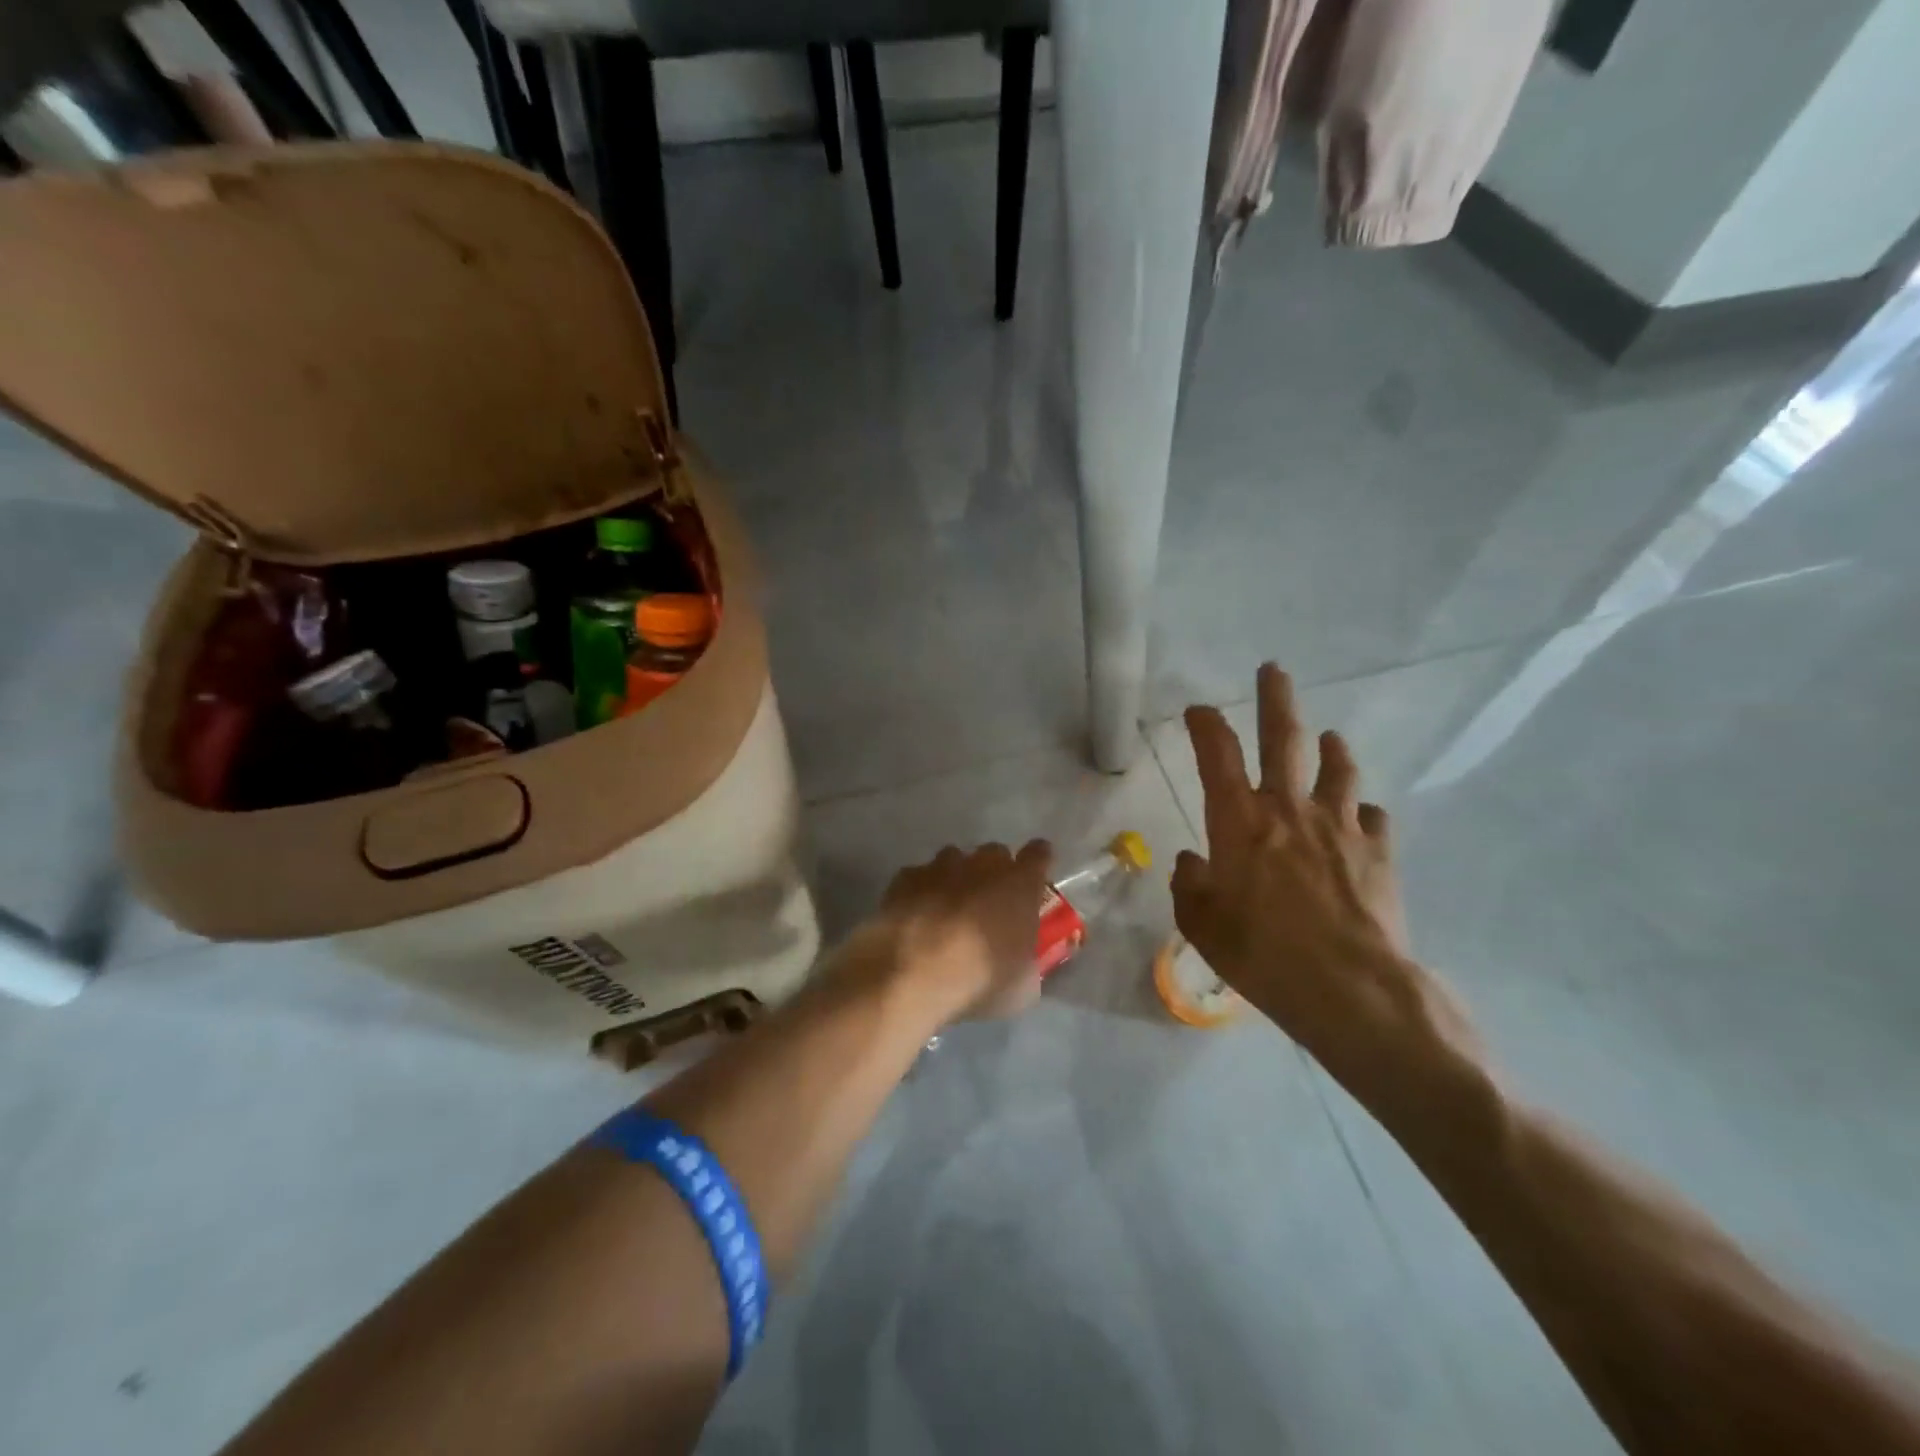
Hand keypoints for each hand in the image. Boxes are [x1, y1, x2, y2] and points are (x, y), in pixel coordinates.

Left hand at [870, 841, 1053, 1022]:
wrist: (910, 973)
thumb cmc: (978, 978)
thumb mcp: (1022, 985)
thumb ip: (1028, 960)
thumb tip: (1024, 960)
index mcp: (1019, 884)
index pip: (1039, 854)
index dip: (1037, 862)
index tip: (1033, 879)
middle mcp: (982, 865)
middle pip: (995, 854)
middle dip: (995, 872)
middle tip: (989, 903)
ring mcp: (940, 866)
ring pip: (954, 860)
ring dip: (957, 878)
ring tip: (948, 909)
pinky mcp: (905, 877)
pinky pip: (920, 876)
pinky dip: (921, 890)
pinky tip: (915, 915)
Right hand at [1172, 664, 1478, 1091]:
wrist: (1352, 989)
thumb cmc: (1263, 955)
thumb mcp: (1203, 925)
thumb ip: (1190, 886)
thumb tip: (1193, 863)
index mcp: (1239, 822)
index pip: (1217, 755)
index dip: (1206, 725)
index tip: (1199, 709)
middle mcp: (1289, 809)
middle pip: (1283, 739)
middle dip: (1276, 699)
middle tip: (1274, 670)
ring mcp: (1339, 826)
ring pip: (1337, 769)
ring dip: (1330, 749)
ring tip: (1329, 738)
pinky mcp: (1377, 851)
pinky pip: (1371, 817)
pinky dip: (1360, 812)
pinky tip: (1360, 819)